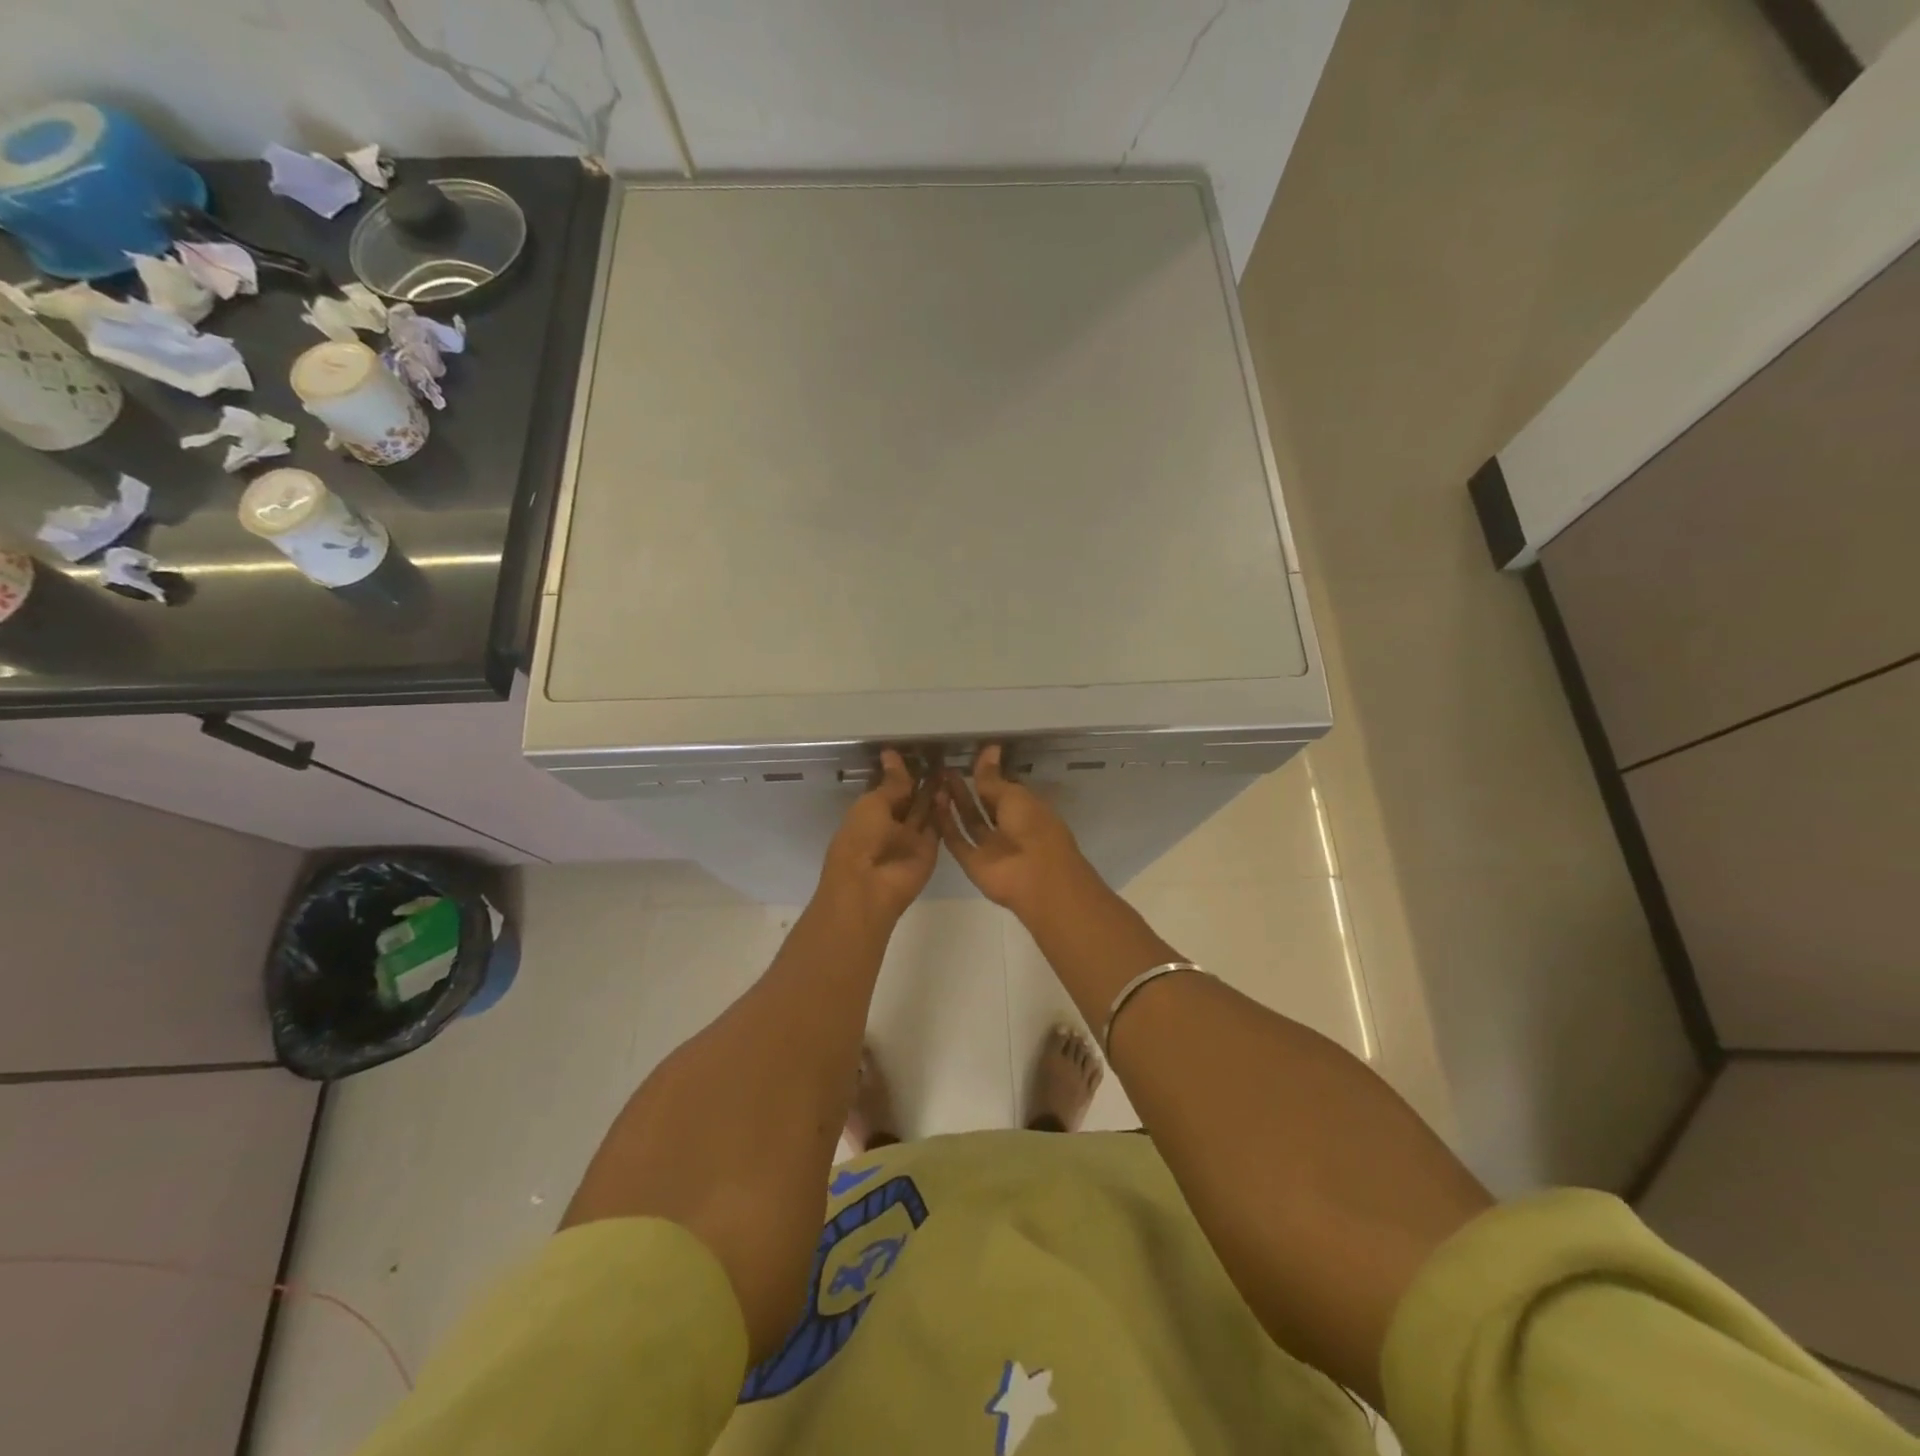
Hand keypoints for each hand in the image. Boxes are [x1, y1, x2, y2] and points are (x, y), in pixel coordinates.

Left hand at [817, 749, 938, 922]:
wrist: (870, 887)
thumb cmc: (861, 839)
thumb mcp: (873, 804)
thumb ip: (891, 783)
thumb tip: (891, 754)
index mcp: (868, 813)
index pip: (886, 788)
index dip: (897, 771)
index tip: (912, 750)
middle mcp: (890, 825)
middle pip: (908, 799)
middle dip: (920, 779)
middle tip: (937, 755)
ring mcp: (910, 838)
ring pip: (924, 810)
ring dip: (934, 791)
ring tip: (948, 766)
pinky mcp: (929, 849)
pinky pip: (937, 825)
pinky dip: (943, 809)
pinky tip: (952, 787)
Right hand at [936, 745, 1089, 916]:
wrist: (1035, 877)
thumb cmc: (1033, 827)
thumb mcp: (1013, 796)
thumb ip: (993, 778)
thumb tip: (989, 748)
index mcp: (1027, 810)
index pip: (1005, 789)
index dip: (988, 775)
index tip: (968, 758)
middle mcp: (1009, 828)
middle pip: (984, 805)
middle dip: (967, 788)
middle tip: (946, 768)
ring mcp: (991, 847)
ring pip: (969, 821)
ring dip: (955, 803)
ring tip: (937, 780)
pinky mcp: (973, 863)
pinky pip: (957, 840)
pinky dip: (946, 824)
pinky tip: (933, 802)